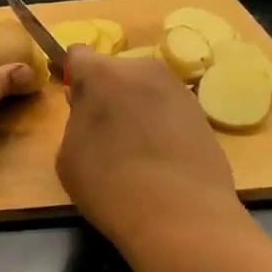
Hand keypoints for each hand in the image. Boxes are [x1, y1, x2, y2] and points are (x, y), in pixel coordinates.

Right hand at [58, 46, 242, 245]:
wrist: (181, 216)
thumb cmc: (109, 184)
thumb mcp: (69, 155)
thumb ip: (76, 119)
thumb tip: (88, 106)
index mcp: (101, 74)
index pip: (78, 55)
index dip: (73, 76)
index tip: (75, 103)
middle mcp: (142, 69)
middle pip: (115, 71)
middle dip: (108, 92)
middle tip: (105, 131)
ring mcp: (178, 89)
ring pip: (145, 89)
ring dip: (137, 106)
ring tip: (136, 148)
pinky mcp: (202, 113)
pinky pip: (169, 109)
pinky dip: (162, 123)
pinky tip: (161, 158)